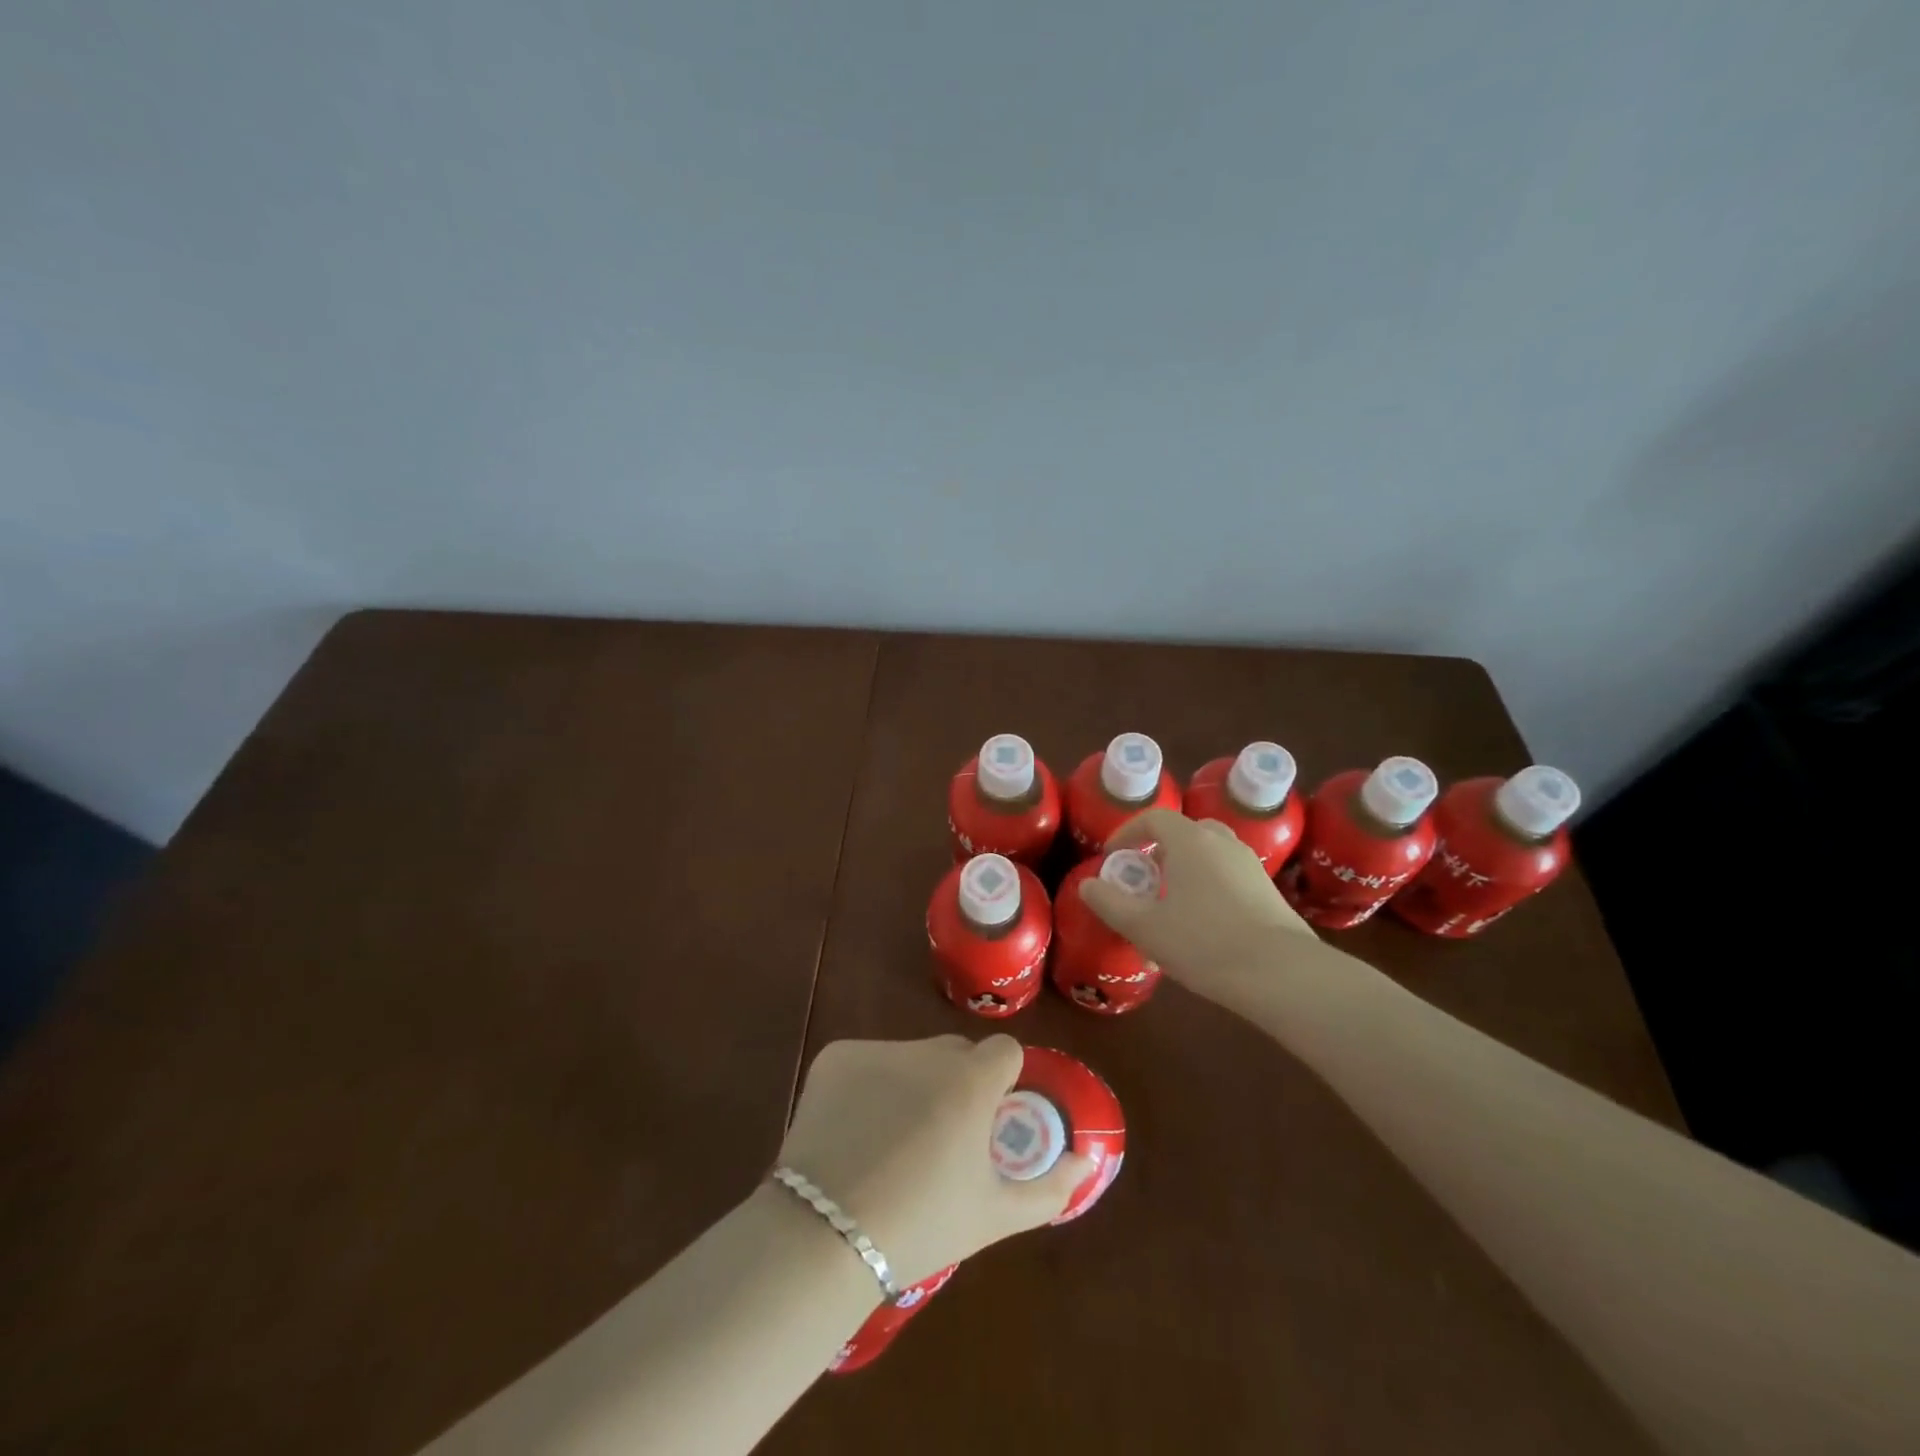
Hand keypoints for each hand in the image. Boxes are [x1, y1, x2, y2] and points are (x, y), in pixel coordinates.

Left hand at [777, 1035, 1092, 1287]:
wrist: (825, 1237)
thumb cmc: (922, 1227)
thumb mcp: (994, 1215)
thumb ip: (1050, 1186)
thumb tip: (1085, 1163)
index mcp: (971, 1081)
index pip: (1003, 1051)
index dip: (1000, 1083)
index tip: (986, 1121)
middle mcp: (926, 1052)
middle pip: (955, 1053)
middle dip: (957, 1083)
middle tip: (939, 1139)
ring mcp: (877, 1050)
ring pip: (910, 1057)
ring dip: (912, 1084)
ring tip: (890, 1142)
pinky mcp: (835, 1057)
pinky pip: (867, 1062)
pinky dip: (867, 1086)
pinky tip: (853, 1131)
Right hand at [1076, 808, 1315, 999]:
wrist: (1281, 974)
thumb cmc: (1203, 942)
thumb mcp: (1144, 927)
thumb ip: (1110, 902)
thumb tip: (1087, 884)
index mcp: (1191, 841)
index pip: (1154, 818)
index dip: (1128, 832)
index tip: (1112, 856)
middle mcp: (1222, 842)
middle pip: (1185, 832)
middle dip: (1159, 850)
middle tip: (1144, 879)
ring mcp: (1250, 865)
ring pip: (1210, 854)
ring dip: (1186, 868)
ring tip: (1171, 903)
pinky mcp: (1268, 891)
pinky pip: (1228, 875)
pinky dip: (1208, 885)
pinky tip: (1203, 924)